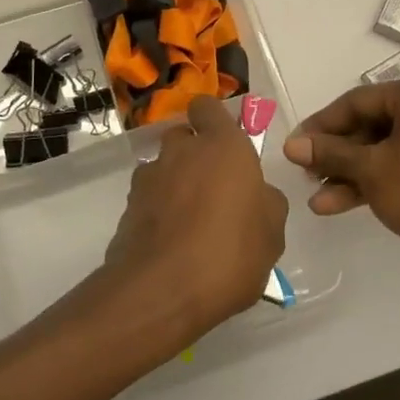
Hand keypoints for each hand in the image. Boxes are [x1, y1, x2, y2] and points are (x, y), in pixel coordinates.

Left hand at [103, 95, 287, 345]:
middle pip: (183, 137)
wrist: (161, 291)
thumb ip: (266, 203)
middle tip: (213, 190)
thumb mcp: (272, 234)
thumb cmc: (230, 253)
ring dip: (174, 184)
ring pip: (163, 168)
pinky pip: (148, 200)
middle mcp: (181, 151)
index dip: (213, 120)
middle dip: (194, 155)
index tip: (224, 142)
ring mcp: (149, 178)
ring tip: (190, 224)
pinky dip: (158, 212)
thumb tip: (257, 195)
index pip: (207, 107)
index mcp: (222, 146)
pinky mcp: (127, 208)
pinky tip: (172, 244)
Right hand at [282, 71, 399, 288]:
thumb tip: (291, 145)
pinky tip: (341, 204)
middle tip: (306, 174)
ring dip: (352, 173)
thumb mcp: (371, 170)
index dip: (322, 125)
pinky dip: (378, 180)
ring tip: (318, 199)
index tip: (295, 146)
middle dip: (337, 155)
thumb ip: (330, 153)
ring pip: (388, 149)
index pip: (358, 101)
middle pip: (373, 125)